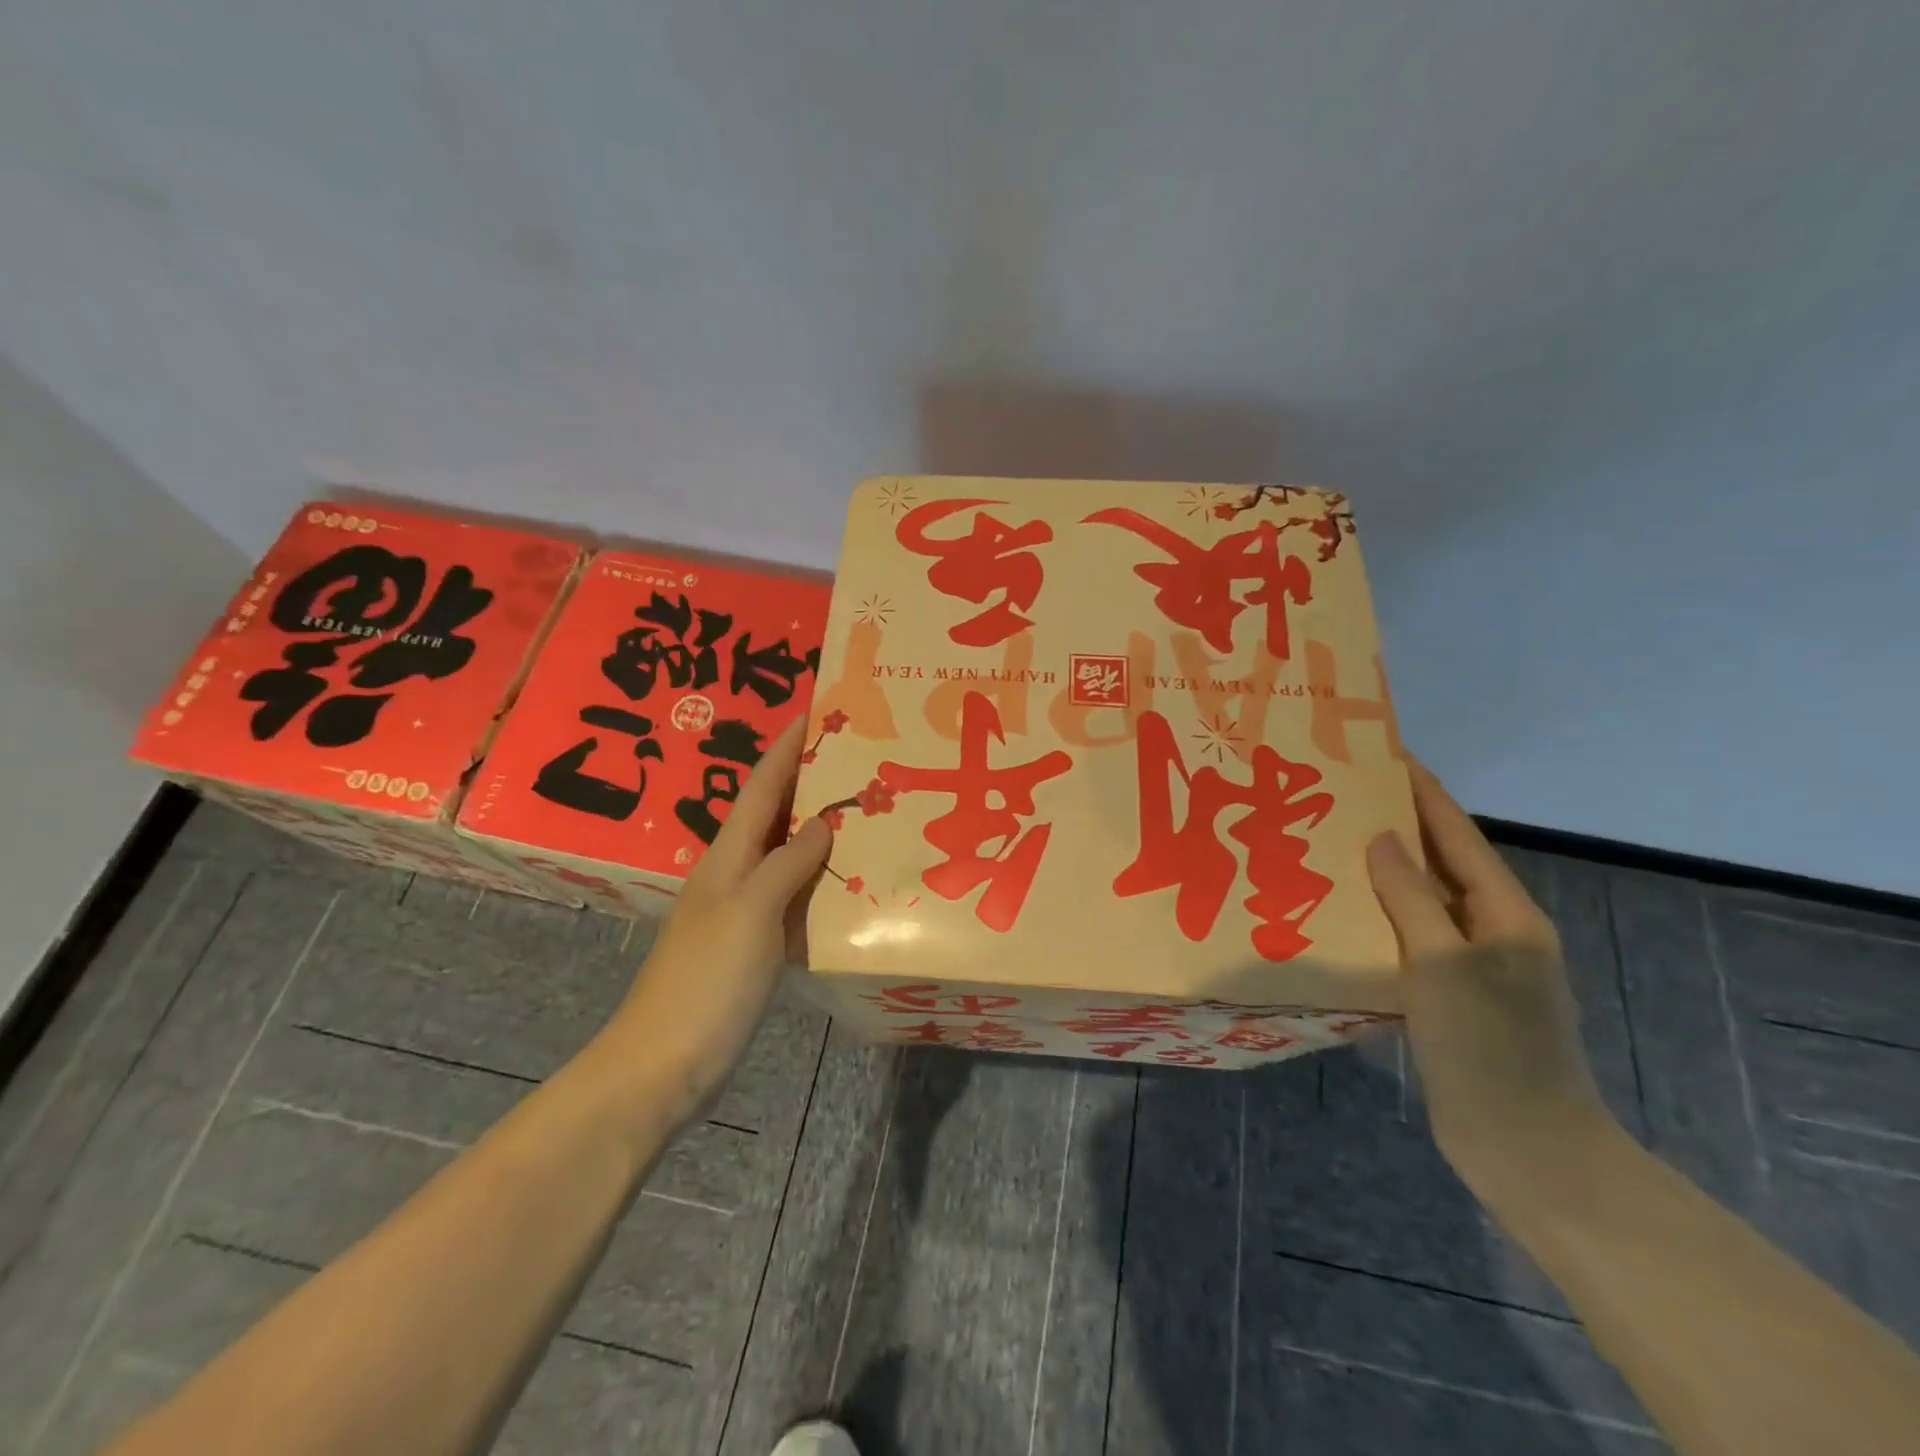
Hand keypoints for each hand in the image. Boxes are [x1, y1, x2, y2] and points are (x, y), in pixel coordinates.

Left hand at [600, 718, 832, 1118]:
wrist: (663, 1064)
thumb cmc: (706, 981)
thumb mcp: (751, 913)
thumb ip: (787, 863)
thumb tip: (822, 821)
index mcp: (727, 857)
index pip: (763, 787)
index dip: (787, 748)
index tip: (815, 711)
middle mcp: (733, 874)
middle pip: (773, 814)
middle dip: (806, 780)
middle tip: (854, 756)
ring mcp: (741, 911)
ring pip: (784, 854)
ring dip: (816, 828)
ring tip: (861, 809)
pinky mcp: (751, 945)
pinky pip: (791, 895)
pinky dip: (818, 878)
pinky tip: (845, 882)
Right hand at [1366, 760, 1611, 1199]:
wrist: (1526, 1148)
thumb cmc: (1489, 1048)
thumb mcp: (1443, 963)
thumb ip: (1410, 896)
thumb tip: (1378, 836)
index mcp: (1504, 913)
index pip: (1456, 834)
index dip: (1422, 791)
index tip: (1385, 753)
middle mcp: (1492, 930)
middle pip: (1439, 862)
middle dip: (1394, 826)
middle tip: (1338, 797)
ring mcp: (1472, 966)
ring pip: (1420, 901)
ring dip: (1380, 872)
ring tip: (1327, 845)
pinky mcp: (1450, 997)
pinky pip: (1409, 939)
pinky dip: (1378, 917)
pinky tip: (1338, 914)